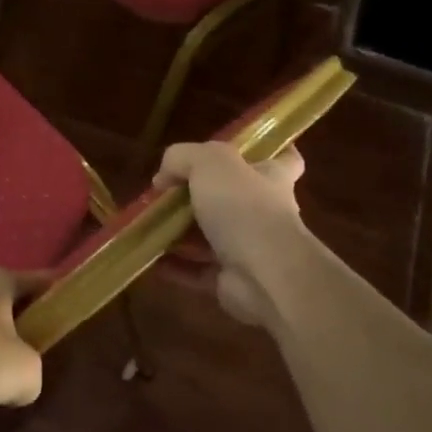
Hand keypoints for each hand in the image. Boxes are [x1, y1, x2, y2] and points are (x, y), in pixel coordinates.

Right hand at [156, 141, 309, 326]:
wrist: (264, 274)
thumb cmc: (244, 206)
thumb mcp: (209, 161)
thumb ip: (182, 157)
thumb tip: (163, 178)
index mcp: (271, 177)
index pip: (284, 159)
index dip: (266, 152)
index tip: (241, 152)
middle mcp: (264, 211)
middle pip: (233, 197)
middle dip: (200, 196)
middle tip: (166, 193)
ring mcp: (249, 248)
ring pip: (210, 236)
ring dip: (179, 232)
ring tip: (148, 225)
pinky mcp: (232, 279)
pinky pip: (197, 269)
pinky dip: (174, 265)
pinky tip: (150, 258)